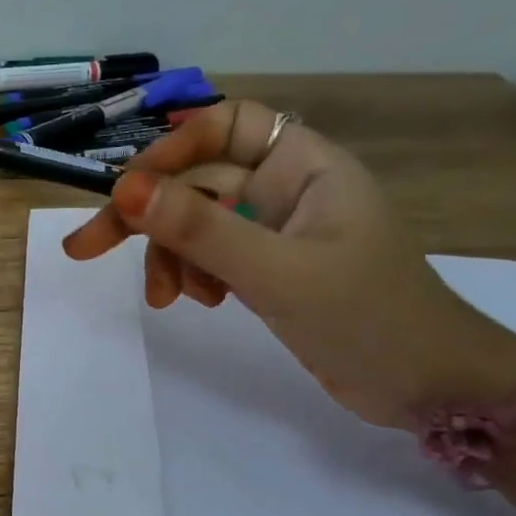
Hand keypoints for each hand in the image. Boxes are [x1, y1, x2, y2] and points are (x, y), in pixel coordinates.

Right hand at [62, 99, 515, 427]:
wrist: (429, 389)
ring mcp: (273, 230)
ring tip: (166, 300)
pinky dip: (191, 274)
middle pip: (196, 180)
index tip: (125, 190)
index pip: (224, 126)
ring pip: (194, 222)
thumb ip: (199, 230)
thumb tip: (123, 189)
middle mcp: (285, 188)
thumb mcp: (274, 272)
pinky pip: (208, 255)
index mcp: (303, 166)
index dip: (172, 148)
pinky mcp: (265, 268)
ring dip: (169, 255)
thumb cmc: (367, 317)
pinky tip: (197, 302)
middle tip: (86, 248)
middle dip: (146, 215)